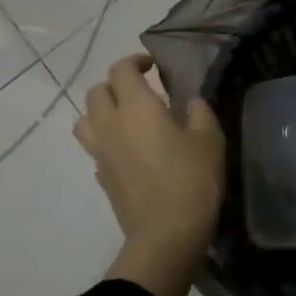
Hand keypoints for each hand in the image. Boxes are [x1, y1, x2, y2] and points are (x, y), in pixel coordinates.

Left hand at [74, 55, 226, 295]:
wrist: (166, 235)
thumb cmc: (192, 180)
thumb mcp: (209, 140)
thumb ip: (199, 112)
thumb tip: (190, 103)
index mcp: (136, 107)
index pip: (121, 70)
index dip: (135, 61)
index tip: (152, 66)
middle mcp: (111, 124)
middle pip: (97, 92)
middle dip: (116, 85)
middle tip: (140, 91)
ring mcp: (101, 153)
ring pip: (85, 120)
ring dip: (101, 112)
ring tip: (125, 119)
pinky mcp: (101, 177)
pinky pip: (95, 148)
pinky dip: (107, 141)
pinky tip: (129, 151)